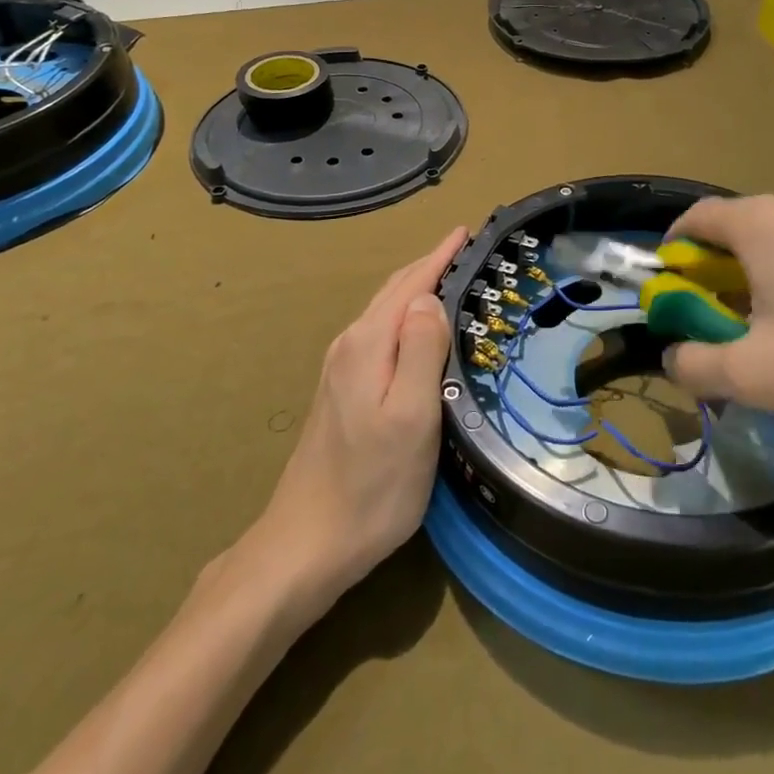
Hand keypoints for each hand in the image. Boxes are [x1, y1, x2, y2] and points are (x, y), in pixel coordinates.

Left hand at [249, 227, 466, 611]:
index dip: (440, 255)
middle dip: (429, 265)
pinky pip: (380, 334)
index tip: (467, 230)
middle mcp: (350, 345)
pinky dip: (406, 317)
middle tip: (466, 248)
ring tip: (451, 278)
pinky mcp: (342, 391)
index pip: (410, 283)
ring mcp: (341, 368)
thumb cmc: (372, 485)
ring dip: (418, 289)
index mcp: (368, 344)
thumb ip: (422, 351)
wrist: (306, 543)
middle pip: (394, 292)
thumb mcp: (412, 417)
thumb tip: (430, 299)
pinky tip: (420, 330)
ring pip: (386, 312)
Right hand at [662, 192, 773, 429]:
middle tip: (724, 327)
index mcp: (761, 223)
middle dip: (717, 276)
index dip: (673, 253)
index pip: (694, 218)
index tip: (674, 295)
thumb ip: (695, 365)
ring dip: (761, 280)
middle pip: (736, 231)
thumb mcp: (757, 376)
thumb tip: (674, 354)